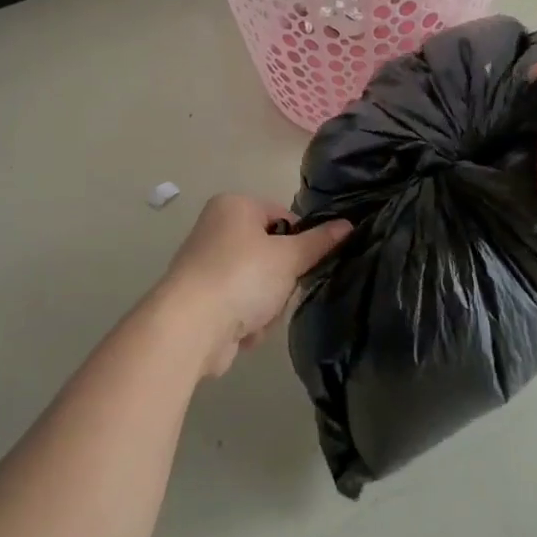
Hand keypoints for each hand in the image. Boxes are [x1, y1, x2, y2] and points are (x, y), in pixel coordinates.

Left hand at [149, 195, 351, 377]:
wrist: (189, 328)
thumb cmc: (242, 277)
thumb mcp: (289, 257)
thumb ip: (319, 242)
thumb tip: (348, 225)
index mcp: (234, 206)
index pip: (283, 216)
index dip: (300, 240)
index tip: (306, 263)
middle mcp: (216, 229)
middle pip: (271, 253)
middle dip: (282, 280)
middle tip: (281, 292)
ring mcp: (206, 266)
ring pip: (259, 284)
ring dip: (267, 305)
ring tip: (259, 315)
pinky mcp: (202, 299)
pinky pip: (240, 305)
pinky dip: (247, 319)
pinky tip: (243, 331)